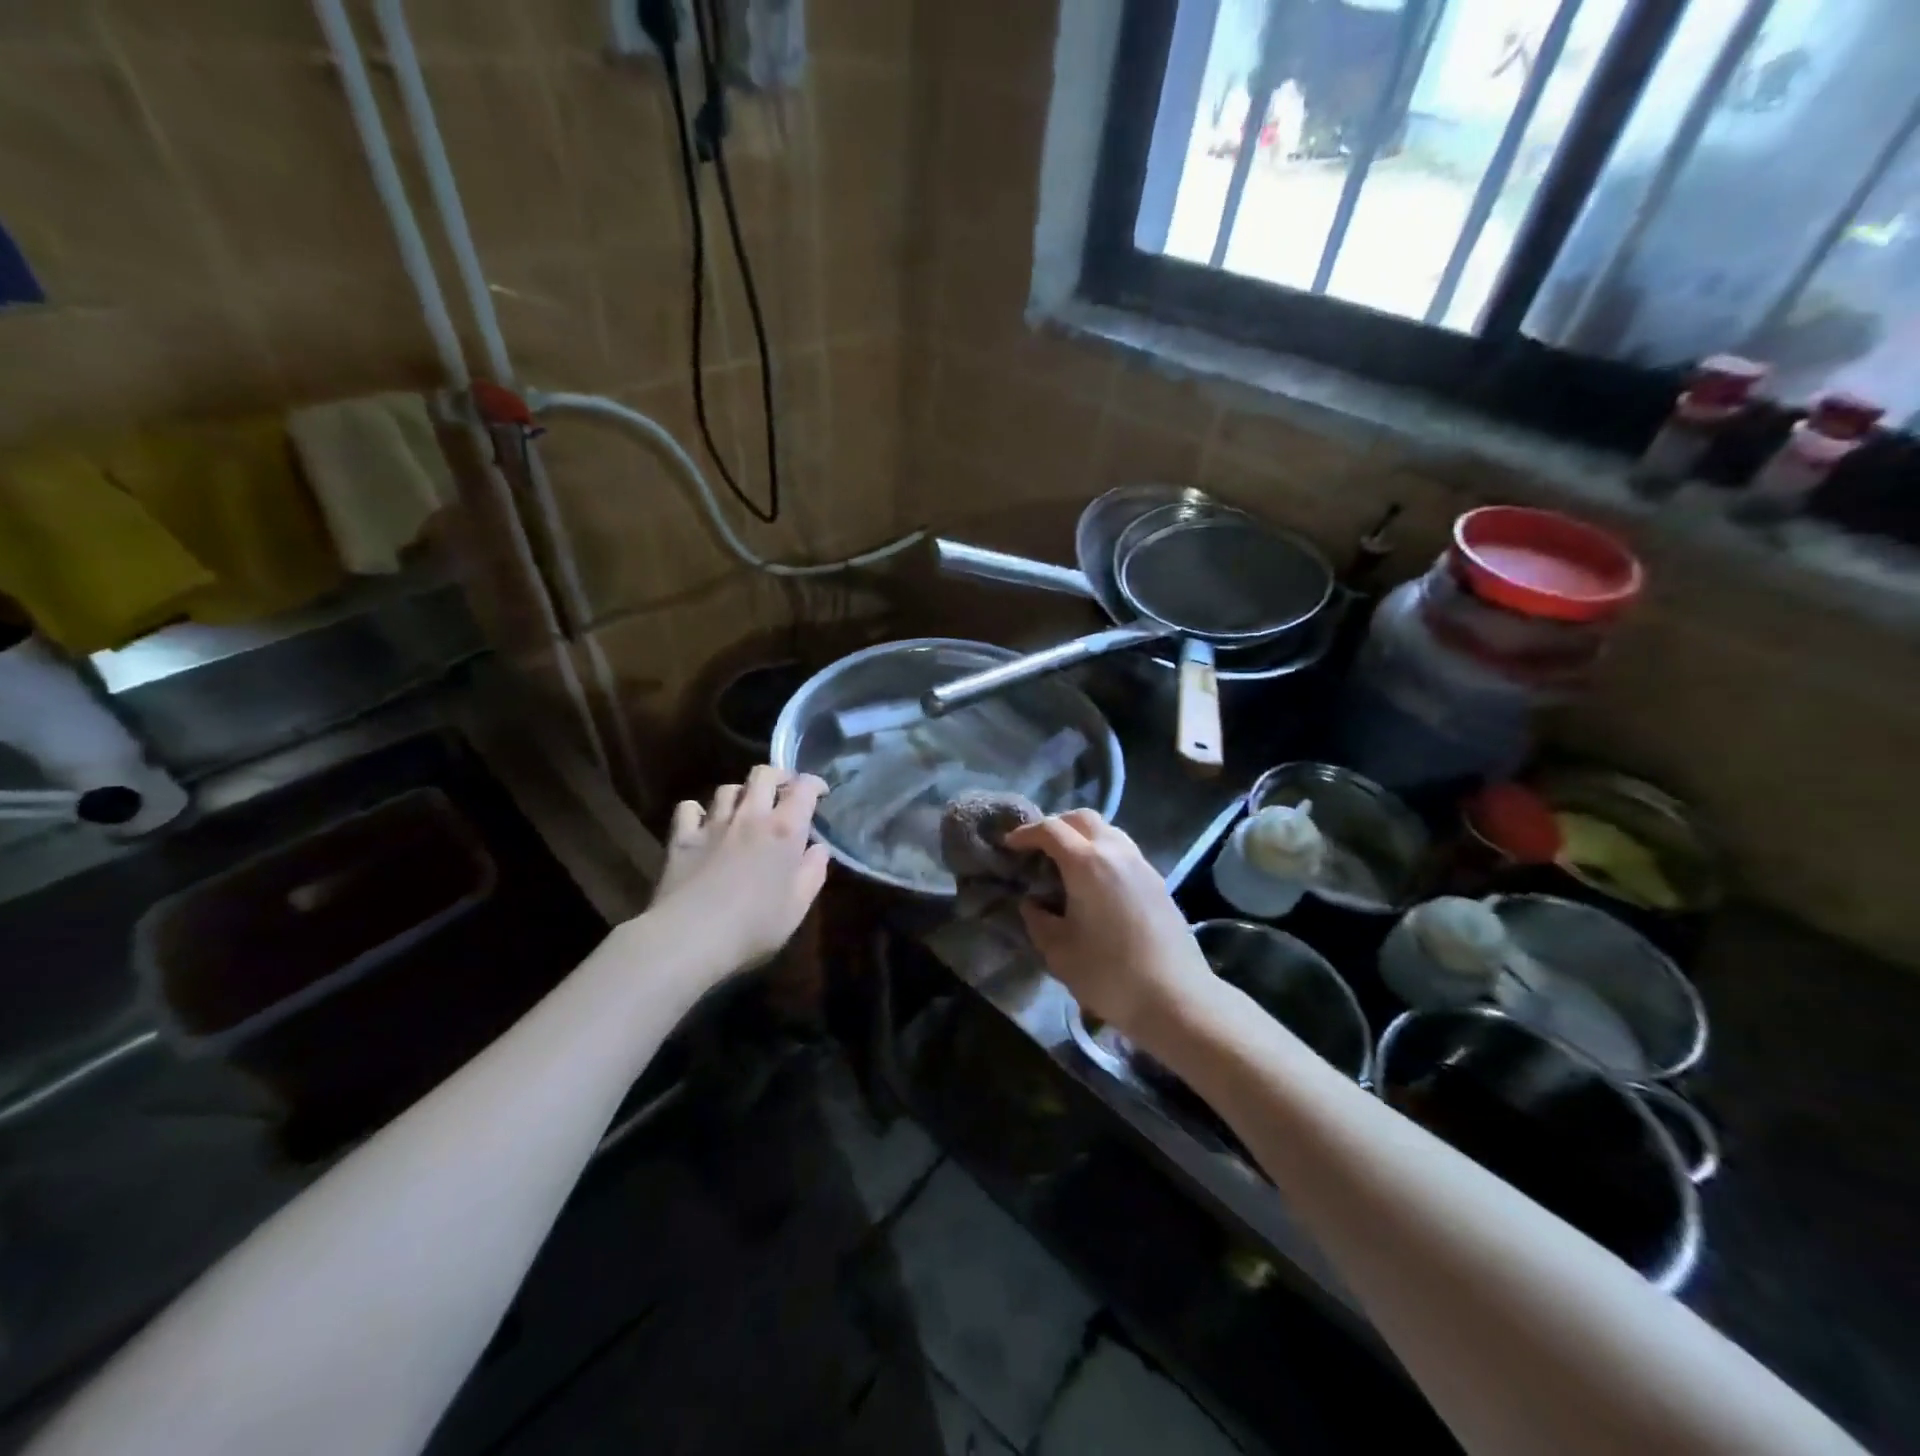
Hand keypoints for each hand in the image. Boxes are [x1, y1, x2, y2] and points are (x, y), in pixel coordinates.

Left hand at [646, 765, 831, 983]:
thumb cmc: (754, 926)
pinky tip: (704, 825)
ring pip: (728, 788)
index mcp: (785, 830)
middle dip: (778, 776)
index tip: (821, 794)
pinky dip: (699, 811)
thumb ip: (813, 872)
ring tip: (746, 809)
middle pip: (763, 774)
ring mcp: (713, 824)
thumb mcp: (798, 907)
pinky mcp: (682, 837)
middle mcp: (751, 816)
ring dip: (742, 794)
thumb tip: (819, 849)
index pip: (804, 788)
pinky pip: (689, 808)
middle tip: (784, 792)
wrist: (690, 936)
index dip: (815, 784)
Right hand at [1004, 810, 1216, 1049]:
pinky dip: (1102, 853)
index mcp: (1087, 863)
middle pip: (1082, 818)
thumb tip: (1032, 903)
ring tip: (1065, 864)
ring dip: (1082, 837)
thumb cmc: (1109, 974)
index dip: (1026, 833)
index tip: (1009, 845)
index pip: (1051, 830)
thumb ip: (1038, 920)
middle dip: (1056, 825)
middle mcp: (1116, 852)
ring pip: (1107, 831)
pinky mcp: (1157, 881)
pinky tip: (1094, 883)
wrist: (1176, 998)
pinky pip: (1123, 851)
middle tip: (1037, 848)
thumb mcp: (1059, 951)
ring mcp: (1141, 864)